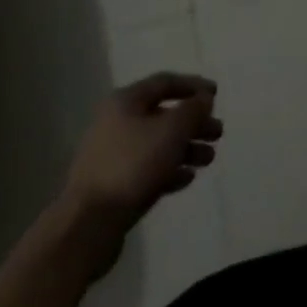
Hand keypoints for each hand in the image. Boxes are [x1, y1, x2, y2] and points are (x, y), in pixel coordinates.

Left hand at [63, 73, 222, 234]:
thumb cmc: (133, 165)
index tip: (216, 95)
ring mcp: (113, 155)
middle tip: (217, 133)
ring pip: (157, 144)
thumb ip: (192, 110)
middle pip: (163, 115)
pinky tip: (187, 178)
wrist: (89, 224)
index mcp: (125, 102)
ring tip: (209, 159)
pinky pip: (148, 169)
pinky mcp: (113, 185)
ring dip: (186, 148)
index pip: (164, 82)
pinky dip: (169, 170)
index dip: (193, 86)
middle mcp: (116, 123)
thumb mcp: (171, 130)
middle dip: (193, 123)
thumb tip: (204, 99)